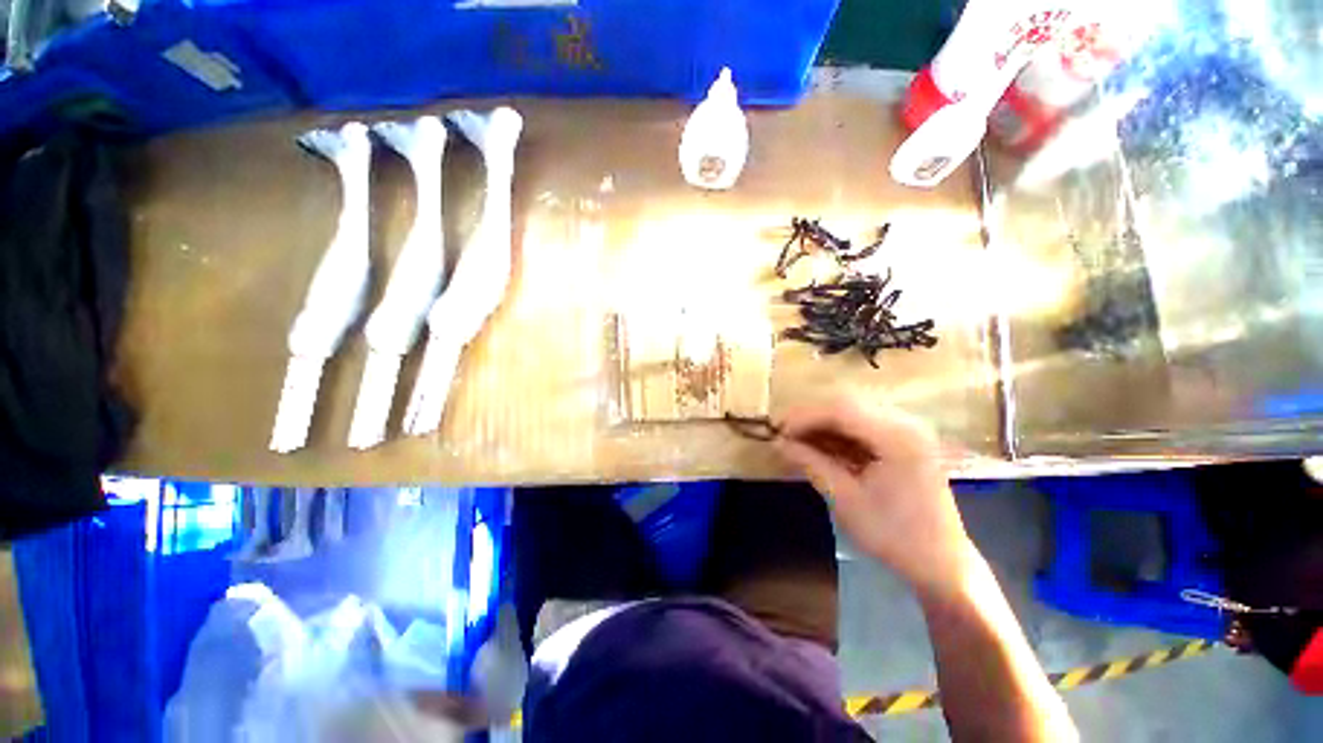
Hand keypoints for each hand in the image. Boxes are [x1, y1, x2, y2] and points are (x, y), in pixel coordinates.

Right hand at [775, 398, 976, 598]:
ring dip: (823, 424)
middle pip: (847, 404)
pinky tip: (822, 447)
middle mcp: (906, 424)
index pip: (841, 410)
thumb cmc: (895, 537)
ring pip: (854, 412)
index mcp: (898, 438)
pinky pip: (864, 426)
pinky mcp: (905, 441)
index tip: (778, 431)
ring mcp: (908, 431)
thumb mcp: (845, 500)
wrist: (943, 565)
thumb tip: (778, 443)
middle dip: (811, 417)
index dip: (805, 416)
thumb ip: (811, 464)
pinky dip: (839, 434)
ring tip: (799, 440)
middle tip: (785, 434)